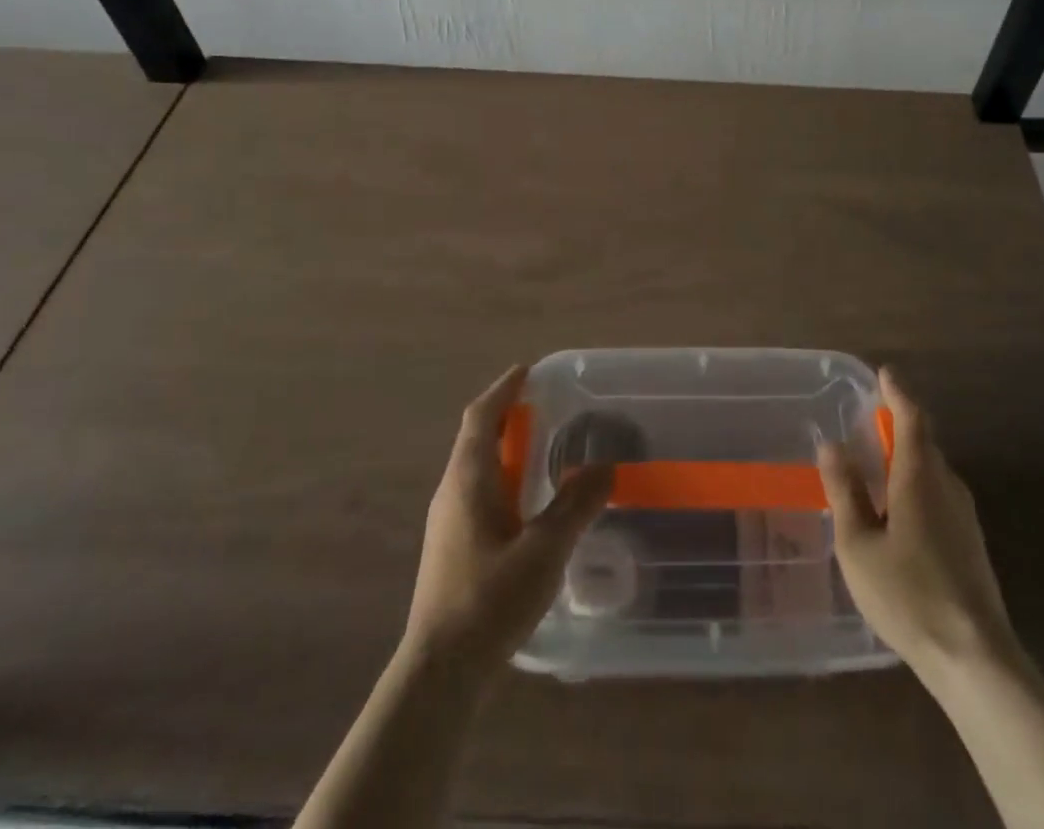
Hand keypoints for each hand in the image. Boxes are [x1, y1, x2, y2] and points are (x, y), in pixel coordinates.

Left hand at [404, 365, 613, 675]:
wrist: (439, 673)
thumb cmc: (489, 601)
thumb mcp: (544, 550)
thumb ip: (576, 505)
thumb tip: (605, 466)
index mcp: (468, 479)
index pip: (481, 416)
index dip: (503, 390)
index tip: (527, 371)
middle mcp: (452, 492)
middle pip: (476, 438)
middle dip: (508, 415)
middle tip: (546, 407)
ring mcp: (447, 522)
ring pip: (476, 467)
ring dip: (505, 448)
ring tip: (542, 449)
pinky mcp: (451, 548)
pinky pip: (478, 493)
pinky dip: (503, 478)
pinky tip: (527, 502)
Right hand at [818, 368, 1023, 679]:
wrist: (974, 657)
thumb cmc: (907, 594)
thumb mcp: (858, 543)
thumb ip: (845, 491)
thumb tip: (832, 444)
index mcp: (920, 477)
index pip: (912, 418)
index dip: (898, 393)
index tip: (884, 373)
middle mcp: (948, 486)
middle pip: (924, 443)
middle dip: (899, 426)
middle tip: (870, 422)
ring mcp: (965, 516)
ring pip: (933, 471)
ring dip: (908, 459)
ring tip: (878, 468)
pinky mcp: (971, 543)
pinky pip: (940, 495)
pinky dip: (917, 486)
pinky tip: (899, 513)